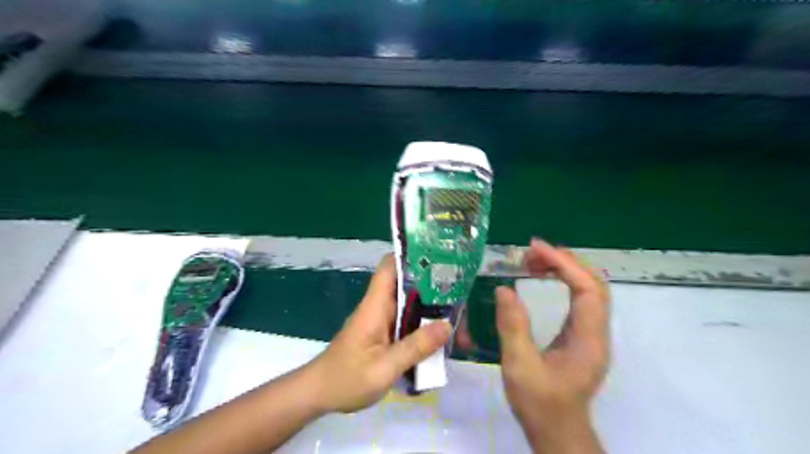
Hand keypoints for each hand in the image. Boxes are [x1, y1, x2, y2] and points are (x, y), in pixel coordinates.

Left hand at [308, 254, 452, 411]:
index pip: (390, 267)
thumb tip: (447, 325)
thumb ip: (415, 347)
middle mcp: (379, 307)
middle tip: (461, 303)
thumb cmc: (346, 380)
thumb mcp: (384, 368)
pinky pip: (408, 324)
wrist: (319, 394)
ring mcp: (382, 321)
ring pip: (411, 307)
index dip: (411, 258)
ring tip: (459, 327)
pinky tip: (441, 343)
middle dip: (434, 293)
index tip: (439, 261)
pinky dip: (424, 330)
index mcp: (375, 306)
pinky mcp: (384, 334)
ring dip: (432, 314)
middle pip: (408, 287)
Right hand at [498, 240, 611, 452]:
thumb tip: (505, 288)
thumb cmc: (539, 402)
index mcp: (588, 339)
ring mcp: (592, 333)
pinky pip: (581, 298)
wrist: (556, 429)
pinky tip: (544, 278)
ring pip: (590, 289)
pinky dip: (565, 280)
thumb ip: (513, 327)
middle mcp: (597, 332)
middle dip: (565, 261)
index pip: (587, 289)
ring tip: (534, 260)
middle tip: (532, 252)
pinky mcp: (583, 335)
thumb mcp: (519, 366)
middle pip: (594, 283)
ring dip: (566, 268)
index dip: (564, 264)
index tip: (536, 249)